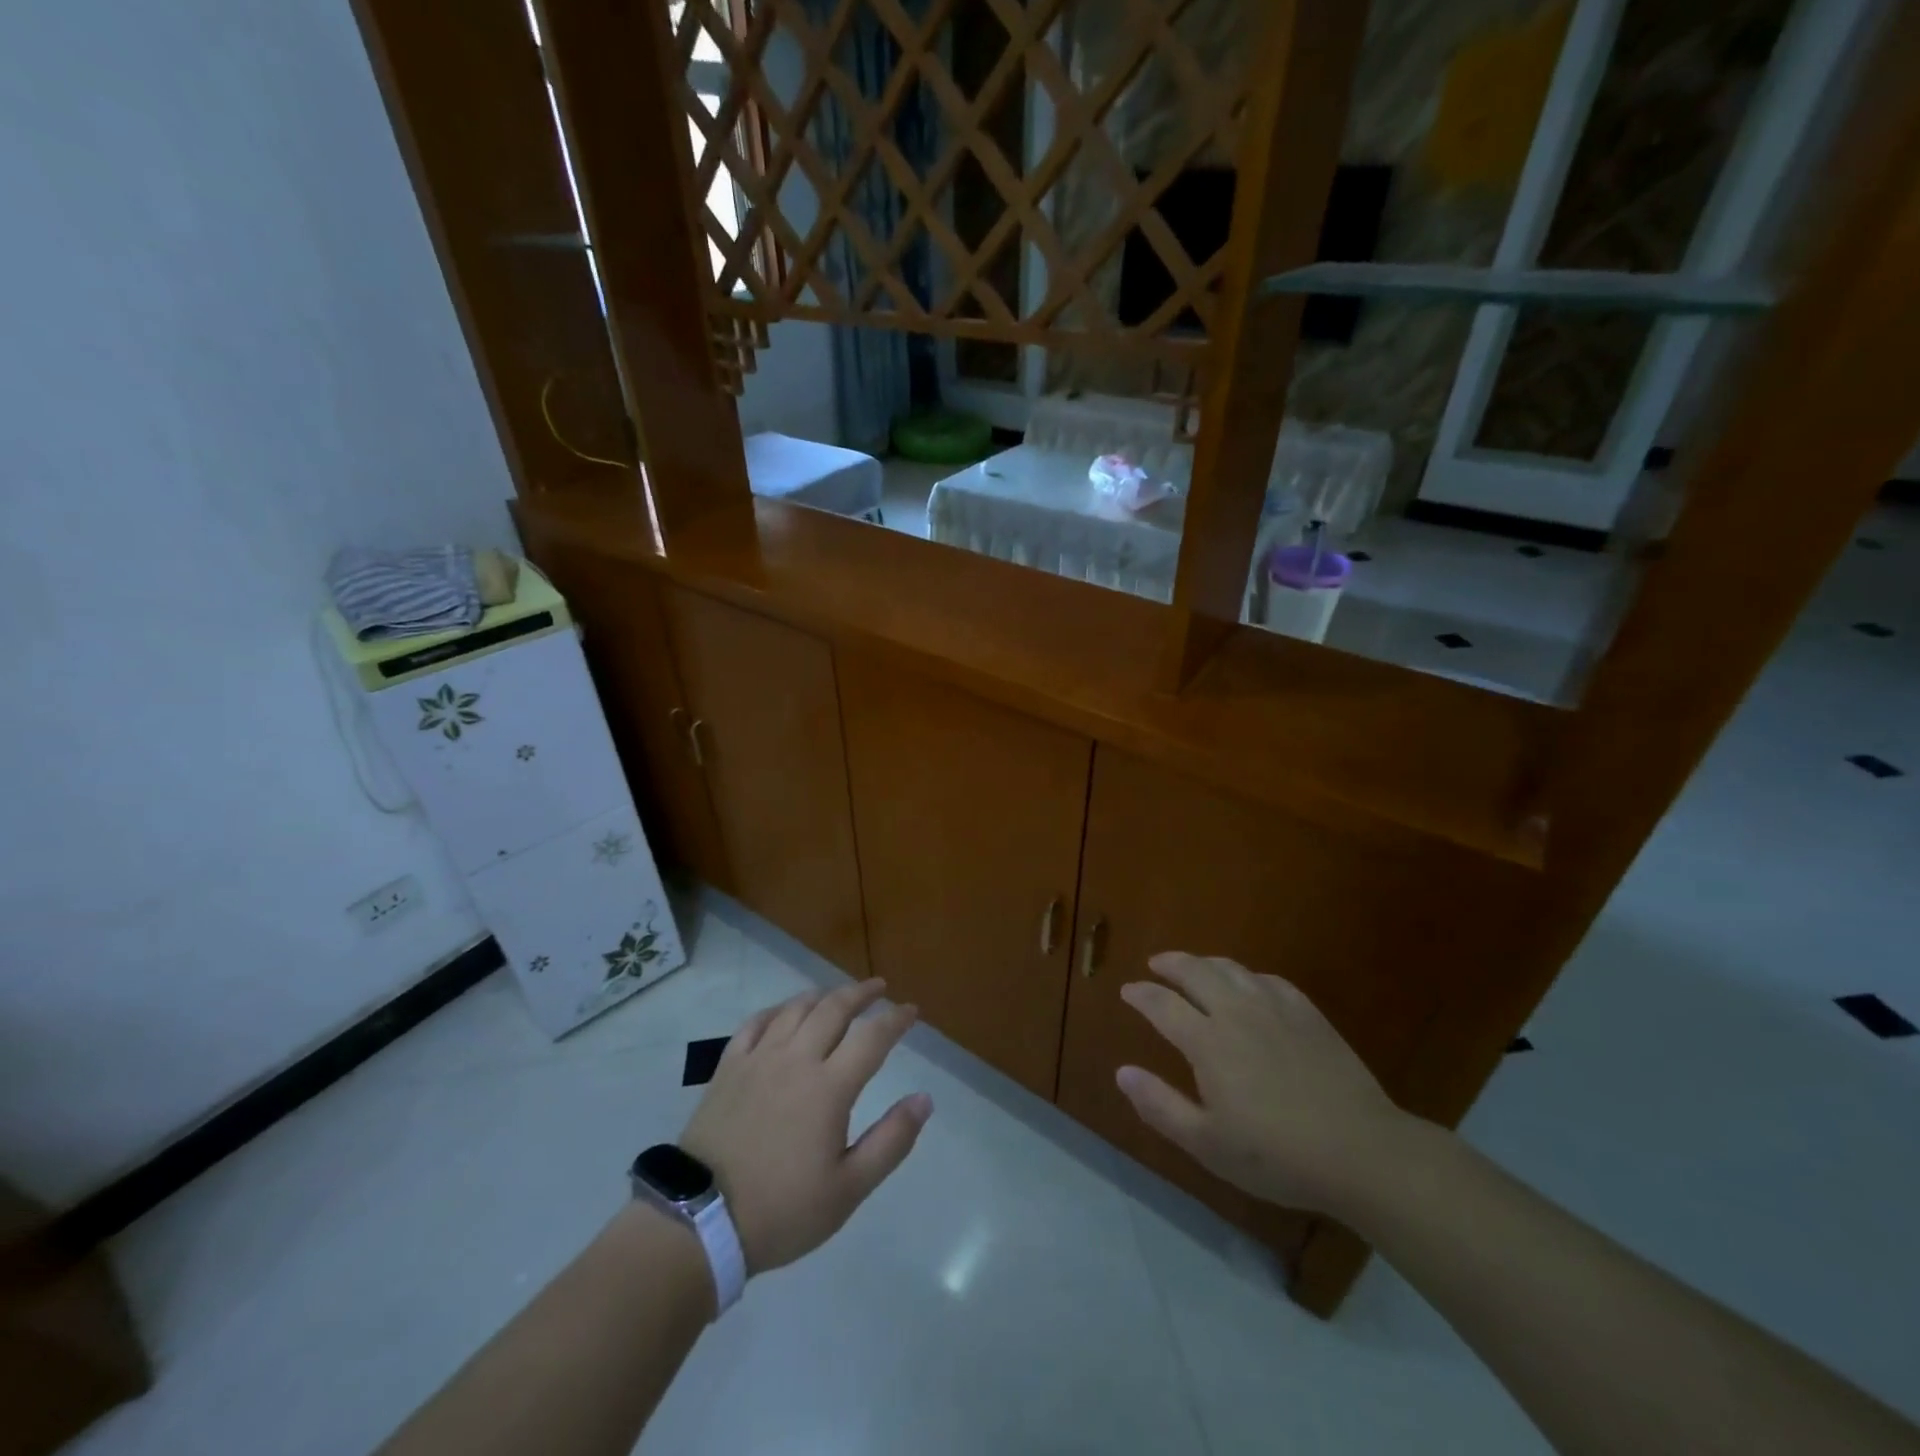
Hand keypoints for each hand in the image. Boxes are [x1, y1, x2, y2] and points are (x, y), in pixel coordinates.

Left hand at [680, 980, 932, 1275]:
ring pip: (795, 1008)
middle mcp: (796, 1059)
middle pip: (834, 1009)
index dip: (896, 1019)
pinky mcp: (728, 1067)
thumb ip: (891, 1141)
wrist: (700, 1221)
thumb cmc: (782, 1210)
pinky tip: (784, 1012)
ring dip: (822, 995)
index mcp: (829, 1087)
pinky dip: (777, 1010)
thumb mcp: (848, 1189)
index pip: (872, 1037)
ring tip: (837, 995)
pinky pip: (755, 1023)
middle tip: (879, 988)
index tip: (911, 1011)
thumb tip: (924, 1099)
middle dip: (861, 993)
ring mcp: (758, 1059)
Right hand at [1115, 952, 1412, 1216]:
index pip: (1162, 1004)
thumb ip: (1160, 1105)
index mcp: (1207, 1041)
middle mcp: (1236, 1011)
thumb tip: (1122, 1072)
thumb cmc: (1277, 1155)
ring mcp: (1275, 1008)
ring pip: (1232, 968)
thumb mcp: (1208, 1144)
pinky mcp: (1308, 1014)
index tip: (1127, 991)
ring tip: (1195, 967)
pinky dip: (1248, 976)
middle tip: (1155, 964)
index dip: (1141, 994)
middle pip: (1195, 972)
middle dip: (1170, 964)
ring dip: (1205, 963)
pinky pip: (1269, 980)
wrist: (1361, 1152)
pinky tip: (1249, 985)